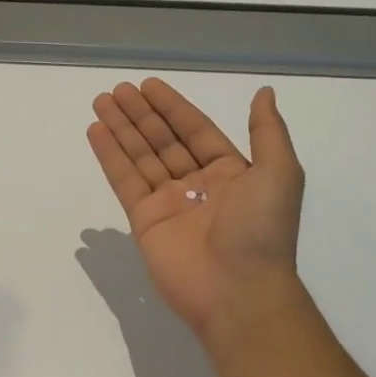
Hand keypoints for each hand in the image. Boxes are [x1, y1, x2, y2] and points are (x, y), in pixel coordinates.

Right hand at [88, 79, 304, 341]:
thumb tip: (263, 93)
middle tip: (117, 89)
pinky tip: (96, 131)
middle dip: (141, 114)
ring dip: (121, 128)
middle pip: (163, 140)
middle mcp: (197, 185)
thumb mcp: (279, 173)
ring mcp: (168, 203)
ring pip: (140, 156)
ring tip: (101, 101)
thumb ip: (267, 131)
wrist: (239, 291)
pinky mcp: (144, 221)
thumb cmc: (261, 229)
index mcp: (230, 173)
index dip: (172, 107)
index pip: (195, 130)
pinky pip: (125, 181)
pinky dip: (110, 156)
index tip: (148, 85)